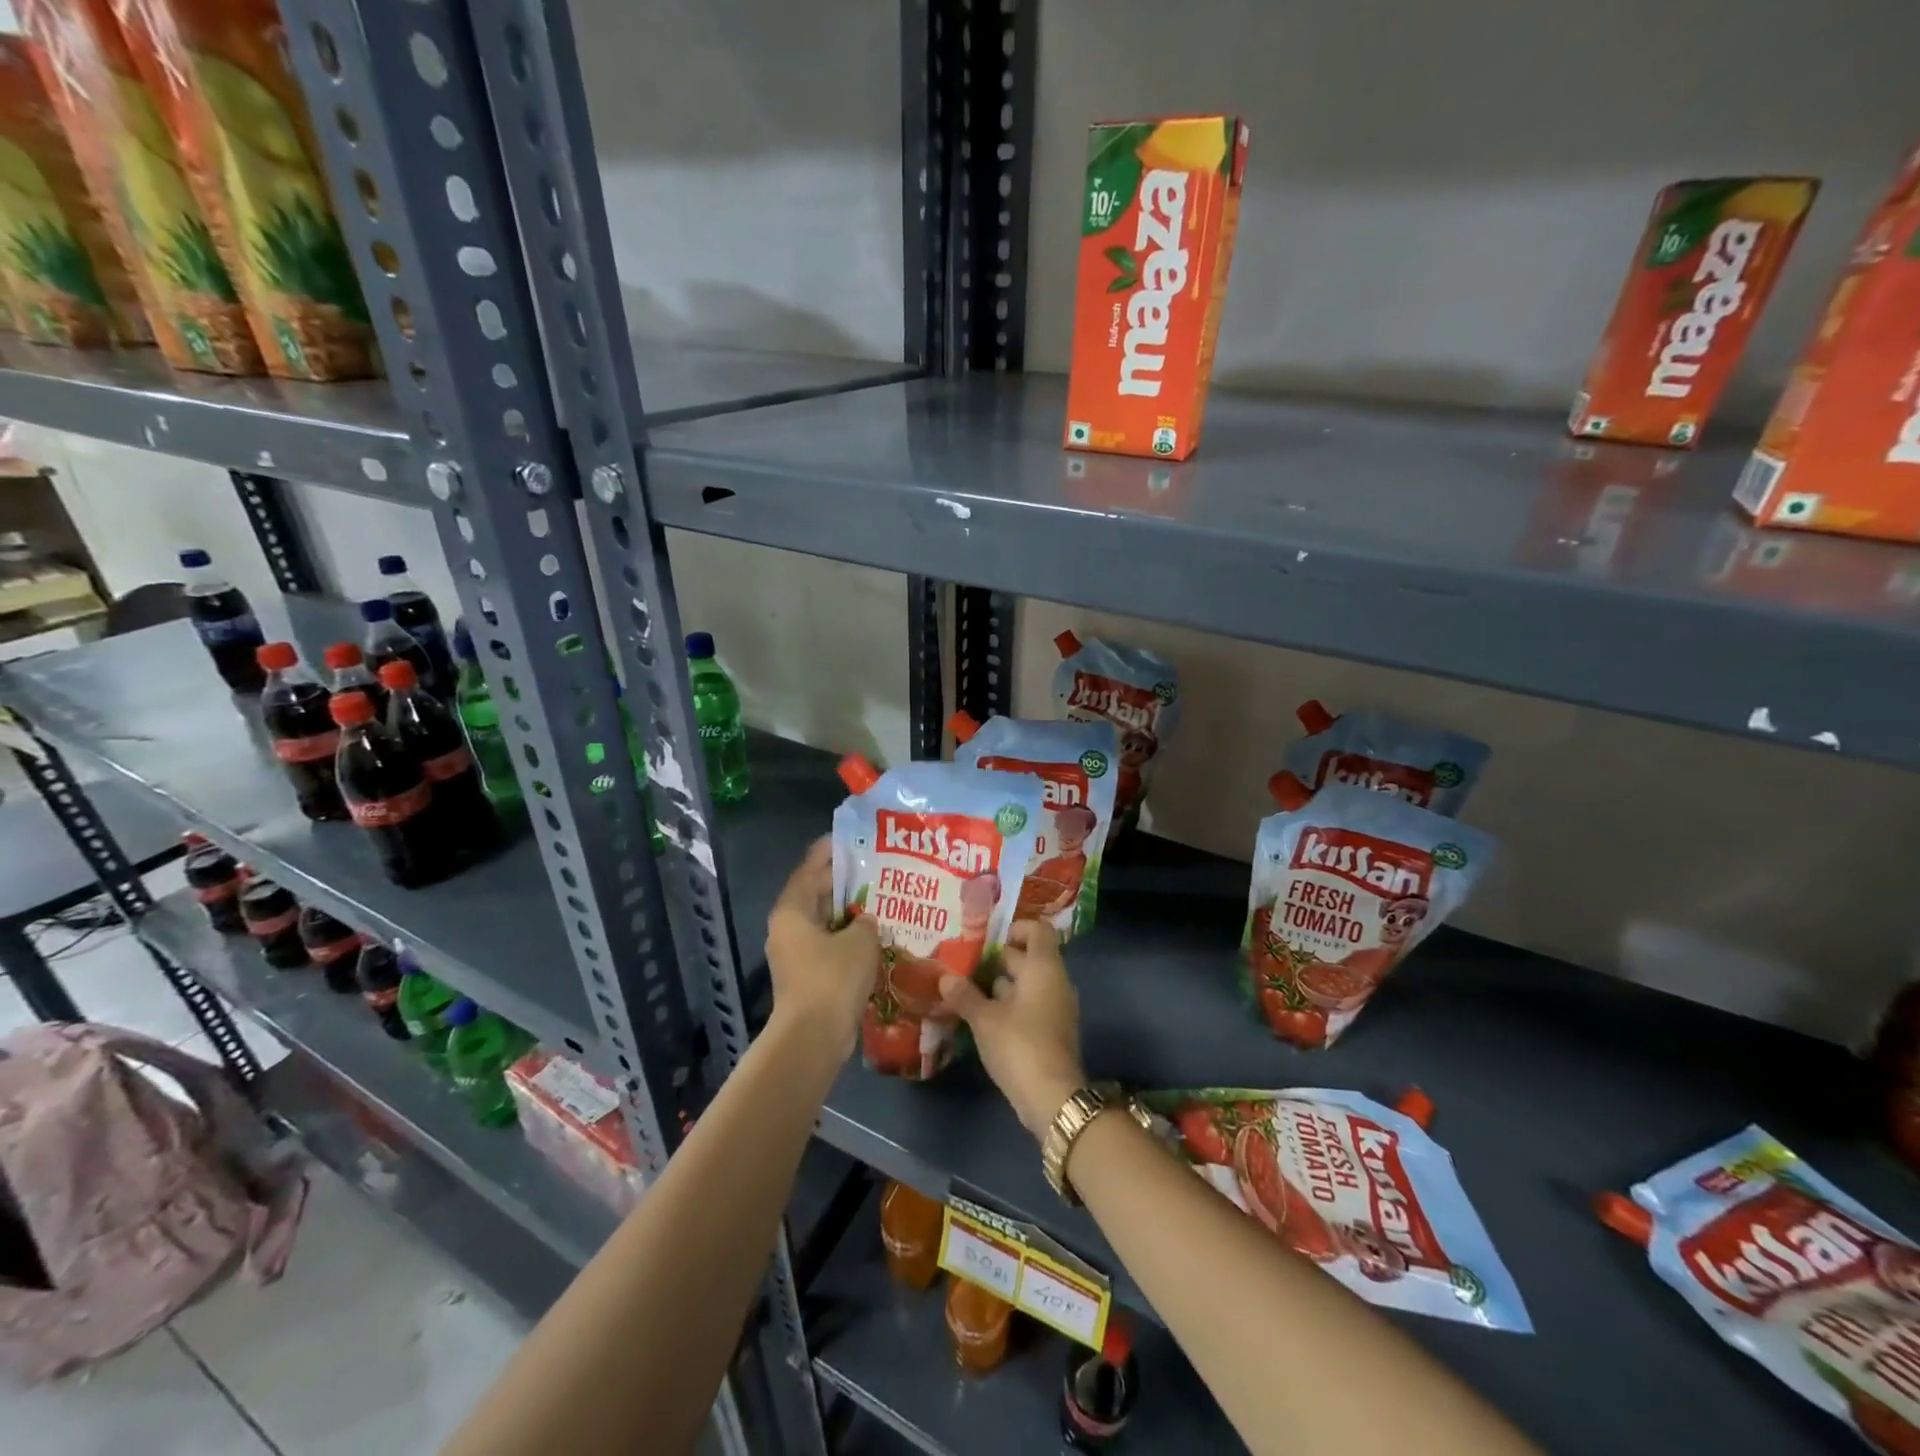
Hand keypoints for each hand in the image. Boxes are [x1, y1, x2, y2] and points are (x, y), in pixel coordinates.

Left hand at [766, 838, 878, 1056]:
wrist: (814, 1036)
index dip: (828, 852)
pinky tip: (873, 937)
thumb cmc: (833, 977)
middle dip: (842, 882)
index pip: (809, 869)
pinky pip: (828, 947)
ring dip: (847, 913)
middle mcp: (787, 928)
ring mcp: (794, 955)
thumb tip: (866, 922)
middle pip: (815, 895)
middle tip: (871, 868)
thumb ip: (866, 922)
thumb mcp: (861, 939)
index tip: (848, 838)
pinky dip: (846, 939)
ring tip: (878, 900)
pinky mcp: (805, 977)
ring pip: (823, 923)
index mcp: (792, 910)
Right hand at [938, 919, 1086, 1138]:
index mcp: (1044, 968)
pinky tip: (982, 1016)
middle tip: (965, 962)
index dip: (1015, 928)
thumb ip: (965, 995)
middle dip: (998, 959)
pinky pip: (1031, 1004)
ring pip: (1028, 983)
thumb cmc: (1019, 1045)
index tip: (987, 939)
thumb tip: (945, 977)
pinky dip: (1010, 1005)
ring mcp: (1056, 1007)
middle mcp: (1055, 981)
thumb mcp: (985, 1019)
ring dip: (1000, 984)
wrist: (1053, 1098)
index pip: (1037, 930)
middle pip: (1029, 957)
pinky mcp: (1052, 1031)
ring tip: (966, 988)